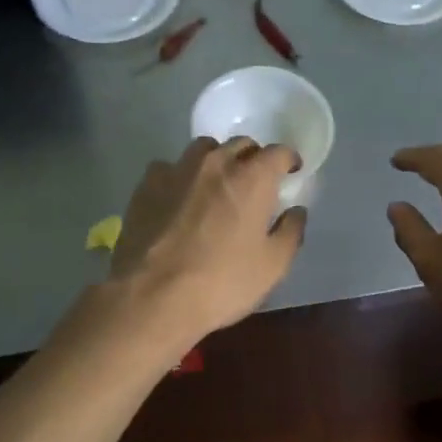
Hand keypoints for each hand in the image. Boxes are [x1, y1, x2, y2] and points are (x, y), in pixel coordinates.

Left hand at [111, 136, 306, 342]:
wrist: (153, 297)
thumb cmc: (222, 282)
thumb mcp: (272, 266)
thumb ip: (290, 232)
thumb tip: (296, 211)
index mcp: (252, 179)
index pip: (278, 152)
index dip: (288, 160)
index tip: (291, 171)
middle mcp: (216, 164)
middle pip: (240, 145)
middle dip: (253, 158)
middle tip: (255, 182)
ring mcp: (177, 170)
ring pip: (203, 149)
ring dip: (217, 160)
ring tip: (216, 184)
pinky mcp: (146, 185)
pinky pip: (169, 167)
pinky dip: (181, 176)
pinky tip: (179, 197)